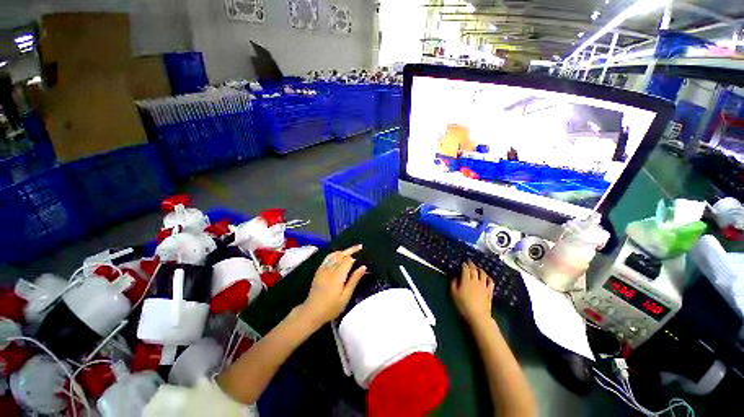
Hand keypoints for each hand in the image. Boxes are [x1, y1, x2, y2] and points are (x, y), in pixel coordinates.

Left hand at [299, 245, 366, 326]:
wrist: (311, 312)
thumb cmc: (331, 307)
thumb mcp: (346, 296)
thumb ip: (354, 280)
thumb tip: (363, 267)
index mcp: (338, 275)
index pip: (348, 260)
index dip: (356, 257)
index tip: (363, 255)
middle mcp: (330, 269)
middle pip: (341, 255)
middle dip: (351, 250)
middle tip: (360, 246)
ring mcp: (323, 269)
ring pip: (334, 255)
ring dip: (343, 251)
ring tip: (352, 249)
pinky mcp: (319, 271)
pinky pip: (327, 258)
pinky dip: (335, 254)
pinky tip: (339, 254)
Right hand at [451, 260, 494, 325]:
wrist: (478, 315)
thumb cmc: (463, 305)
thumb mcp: (454, 294)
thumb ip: (454, 283)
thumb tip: (455, 277)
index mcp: (466, 280)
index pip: (465, 269)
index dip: (464, 265)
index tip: (463, 262)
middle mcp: (475, 281)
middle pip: (474, 270)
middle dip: (471, 264)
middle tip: (469, 261)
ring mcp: (484, 286)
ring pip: (482, 274)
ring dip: (480, 269)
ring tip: (477, 267)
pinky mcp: (489, 291)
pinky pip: (490, 282)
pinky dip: (488, 277)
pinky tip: (487, 276)